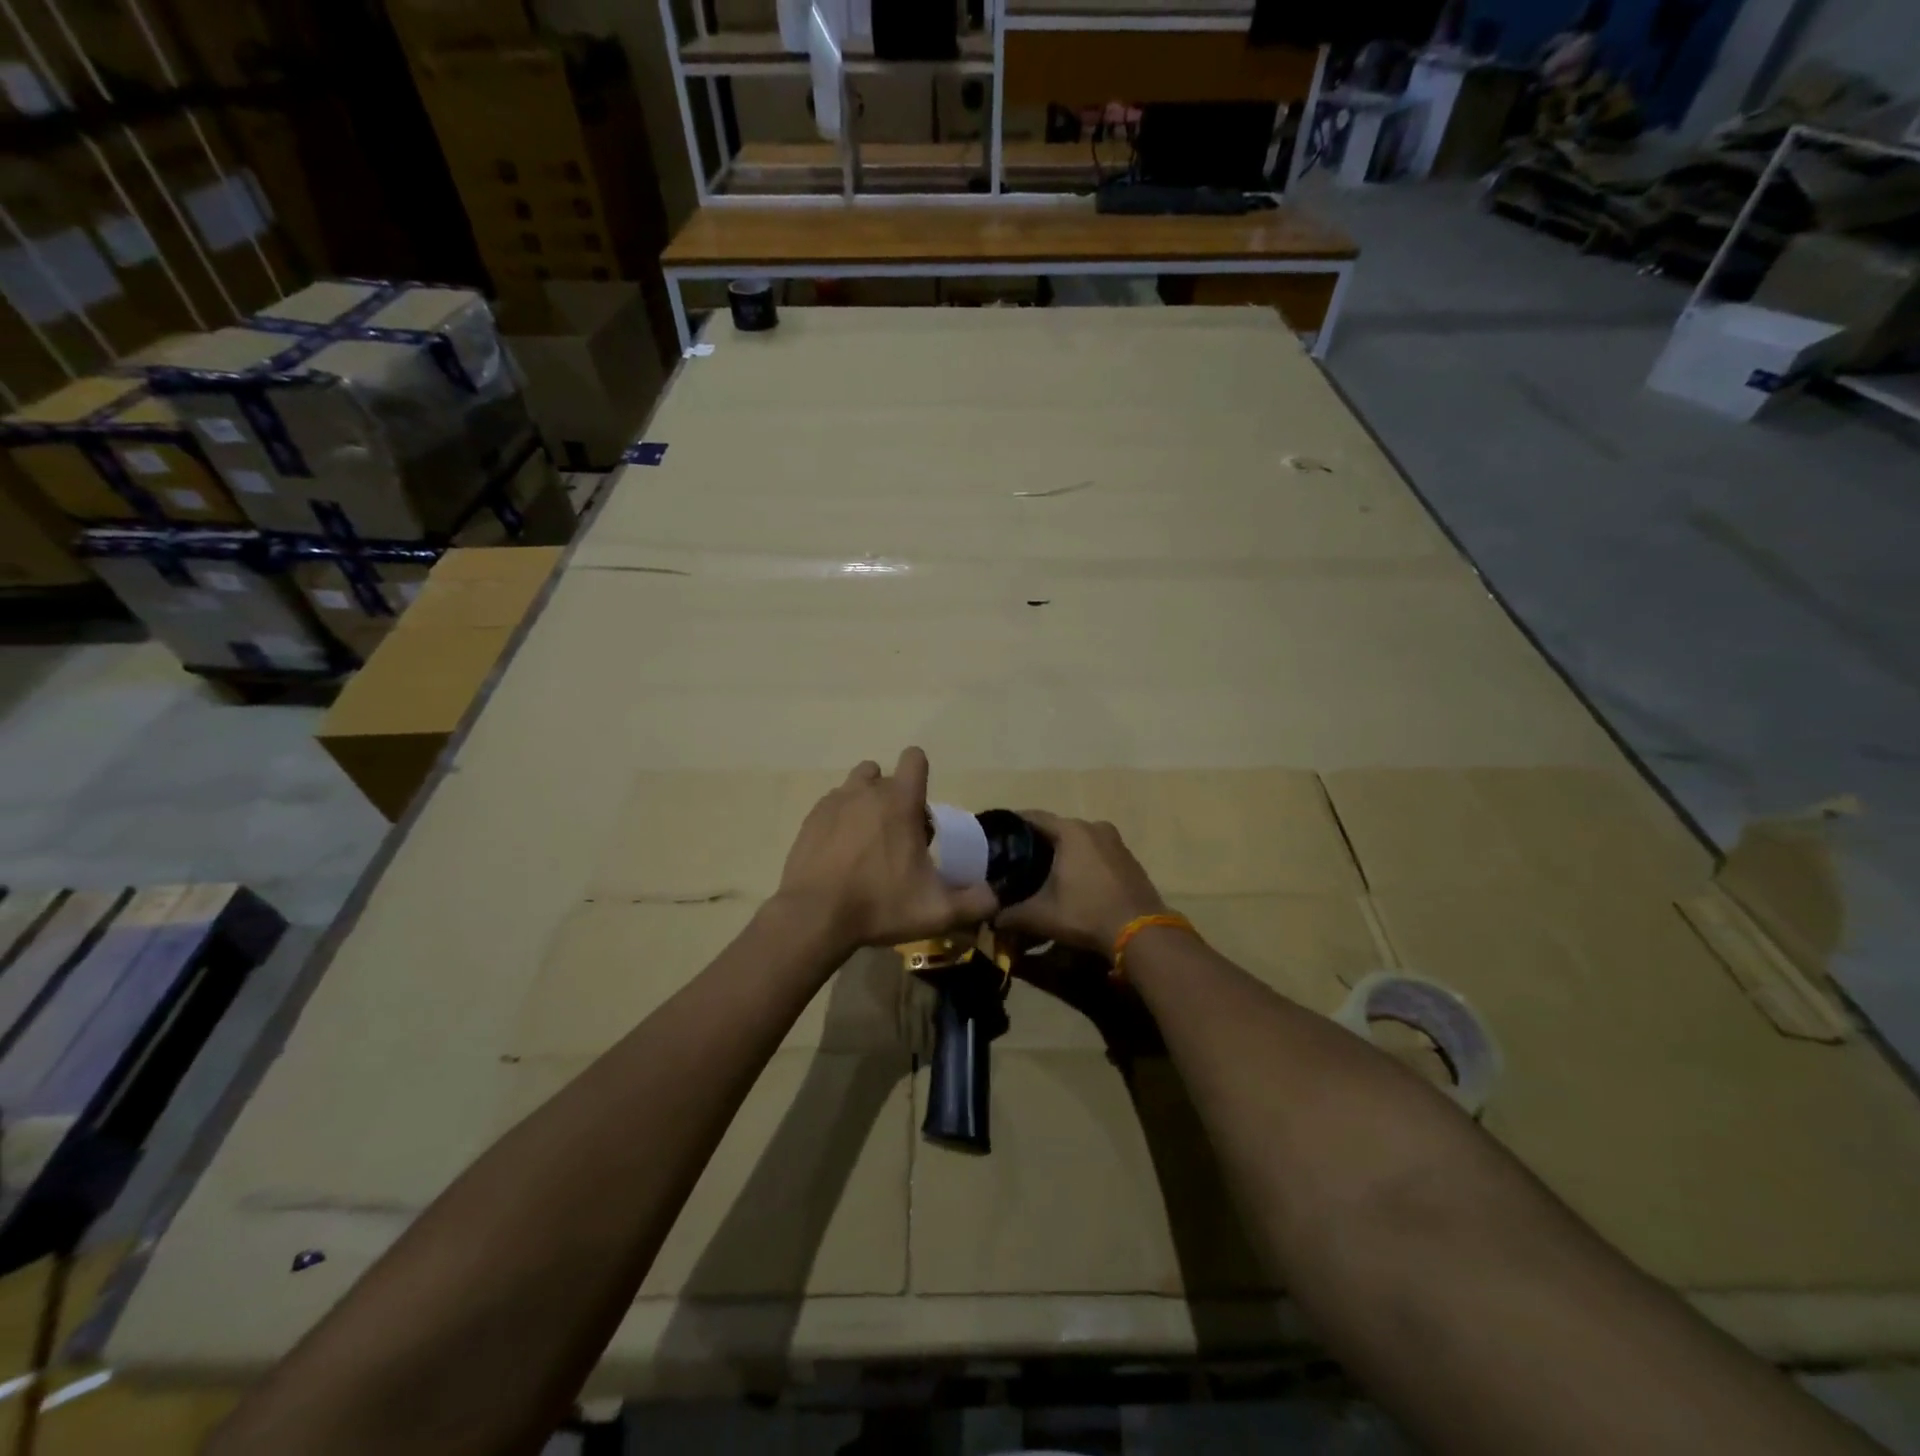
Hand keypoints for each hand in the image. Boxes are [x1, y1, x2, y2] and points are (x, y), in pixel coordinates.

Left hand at [776, 748, 999, 951]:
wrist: (813, 917)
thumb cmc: (879, 905)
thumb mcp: (936, 911)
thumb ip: (974, 902)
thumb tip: (995, 897)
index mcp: (900, 801)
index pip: (914, 758)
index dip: (921, 774)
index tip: (921, 809)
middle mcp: (866, 791)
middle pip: (884, 774)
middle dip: (894, 798)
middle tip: (898, 837)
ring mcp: (833, 802)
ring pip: (855, 786)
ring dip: (865, 803)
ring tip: (868, 841)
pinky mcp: (810, 819)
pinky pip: (831, 806)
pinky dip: (840, 821)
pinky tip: (840, 854)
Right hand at [993, 811, 1167, 954]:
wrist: (1141, 934)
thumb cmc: (1086, 914)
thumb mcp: (1041, 916)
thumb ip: (1010, 915)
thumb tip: (990, 919)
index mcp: (1071, 831)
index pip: (1033, 817)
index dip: (1011, 825)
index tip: (995, 837)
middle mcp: (1094, 827)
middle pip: (1056, 828)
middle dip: (1036, 842)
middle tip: (1014, 859)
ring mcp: (1115, 842)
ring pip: (1078, 840)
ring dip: (1061, 852)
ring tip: (1040, 871)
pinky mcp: (1128, 859)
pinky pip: (1096, 852)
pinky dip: (1081, 861)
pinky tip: (1072, 881)